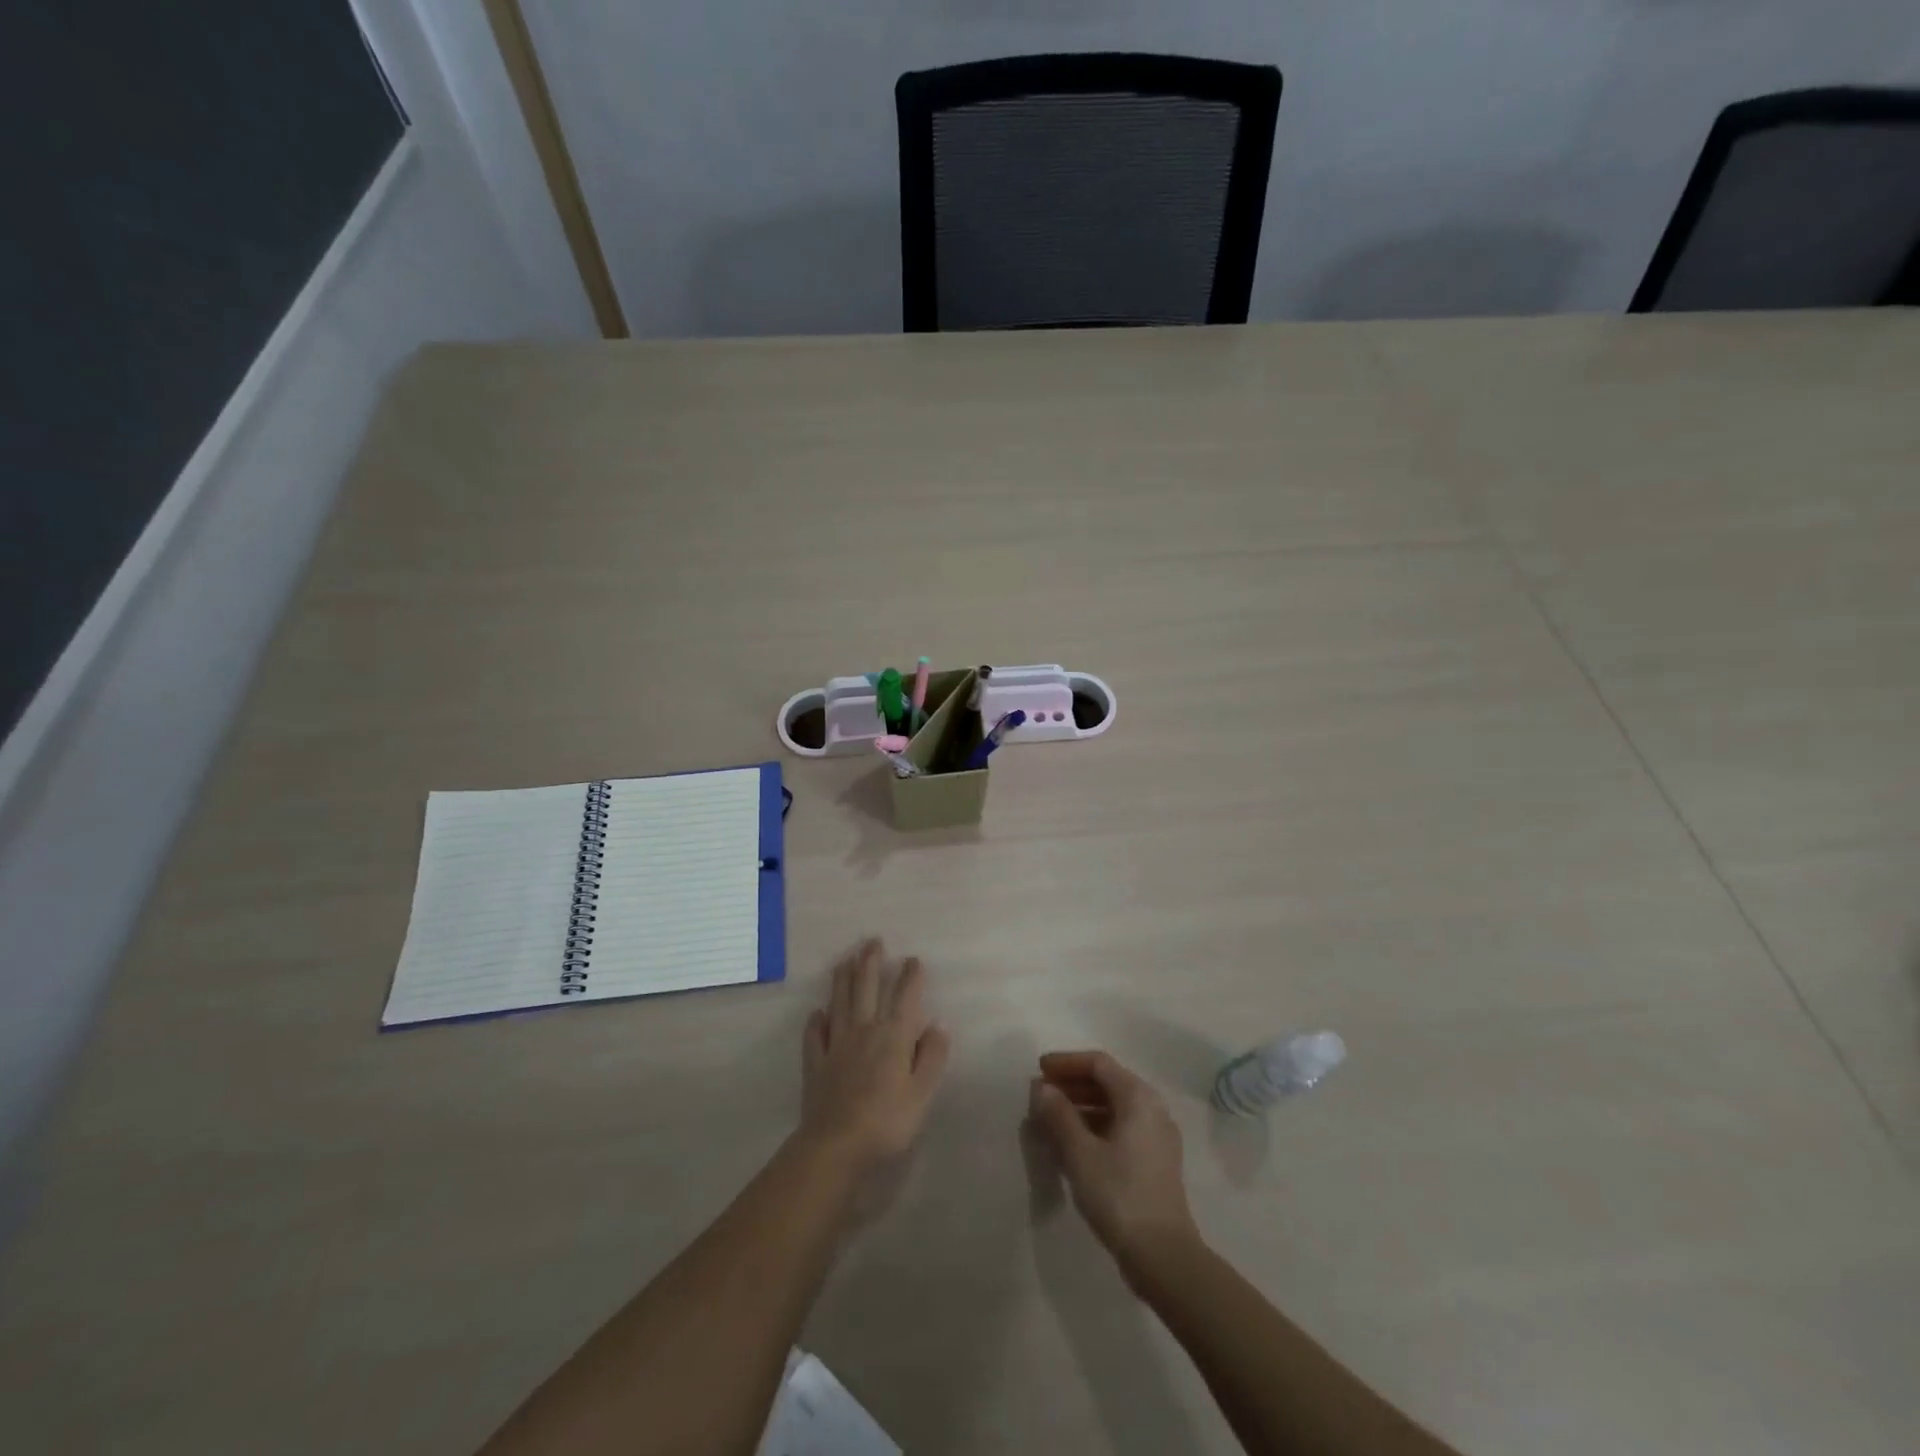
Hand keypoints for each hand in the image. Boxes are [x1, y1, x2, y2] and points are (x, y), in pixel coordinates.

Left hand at [799, 939, 950, 1171]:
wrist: (837, 1145)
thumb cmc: (887, 1121)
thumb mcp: (922, 1092)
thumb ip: (932, 1056)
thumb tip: (938, 1024)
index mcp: (893, 1036)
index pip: (905, 997)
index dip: (910, 977)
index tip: (913, 959)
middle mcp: (864, 1031)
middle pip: (867, 988)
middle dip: (871, 963)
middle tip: (872, 941)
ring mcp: (837, 1044)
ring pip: (840, 1002)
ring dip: (843, 979)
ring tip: (845, 960)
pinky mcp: (816, 1062)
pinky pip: (815, 1035)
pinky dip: (816, 1021)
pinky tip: (817, 1012)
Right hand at [1028, 1050, 1200, 1274]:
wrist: (1163, 1256)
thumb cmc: (1119, 1195)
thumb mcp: (1080, 1153)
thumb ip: (1059, 1115)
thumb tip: (1042, 1088)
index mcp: (1138, 1097)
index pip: (1098, 1064)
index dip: (1066, 1063)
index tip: (1039, 1070)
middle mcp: (1153, 1108)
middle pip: (1108, 1082)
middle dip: (1072, 1085)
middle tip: (1042, 1095)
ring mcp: (1157, 1136)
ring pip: (1114, 1107)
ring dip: (1082, 1107)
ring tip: (1051, 1120)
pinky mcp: (1156, 1160)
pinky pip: (1121, 1127)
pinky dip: (1096, 1126)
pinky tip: (1073, 1144)